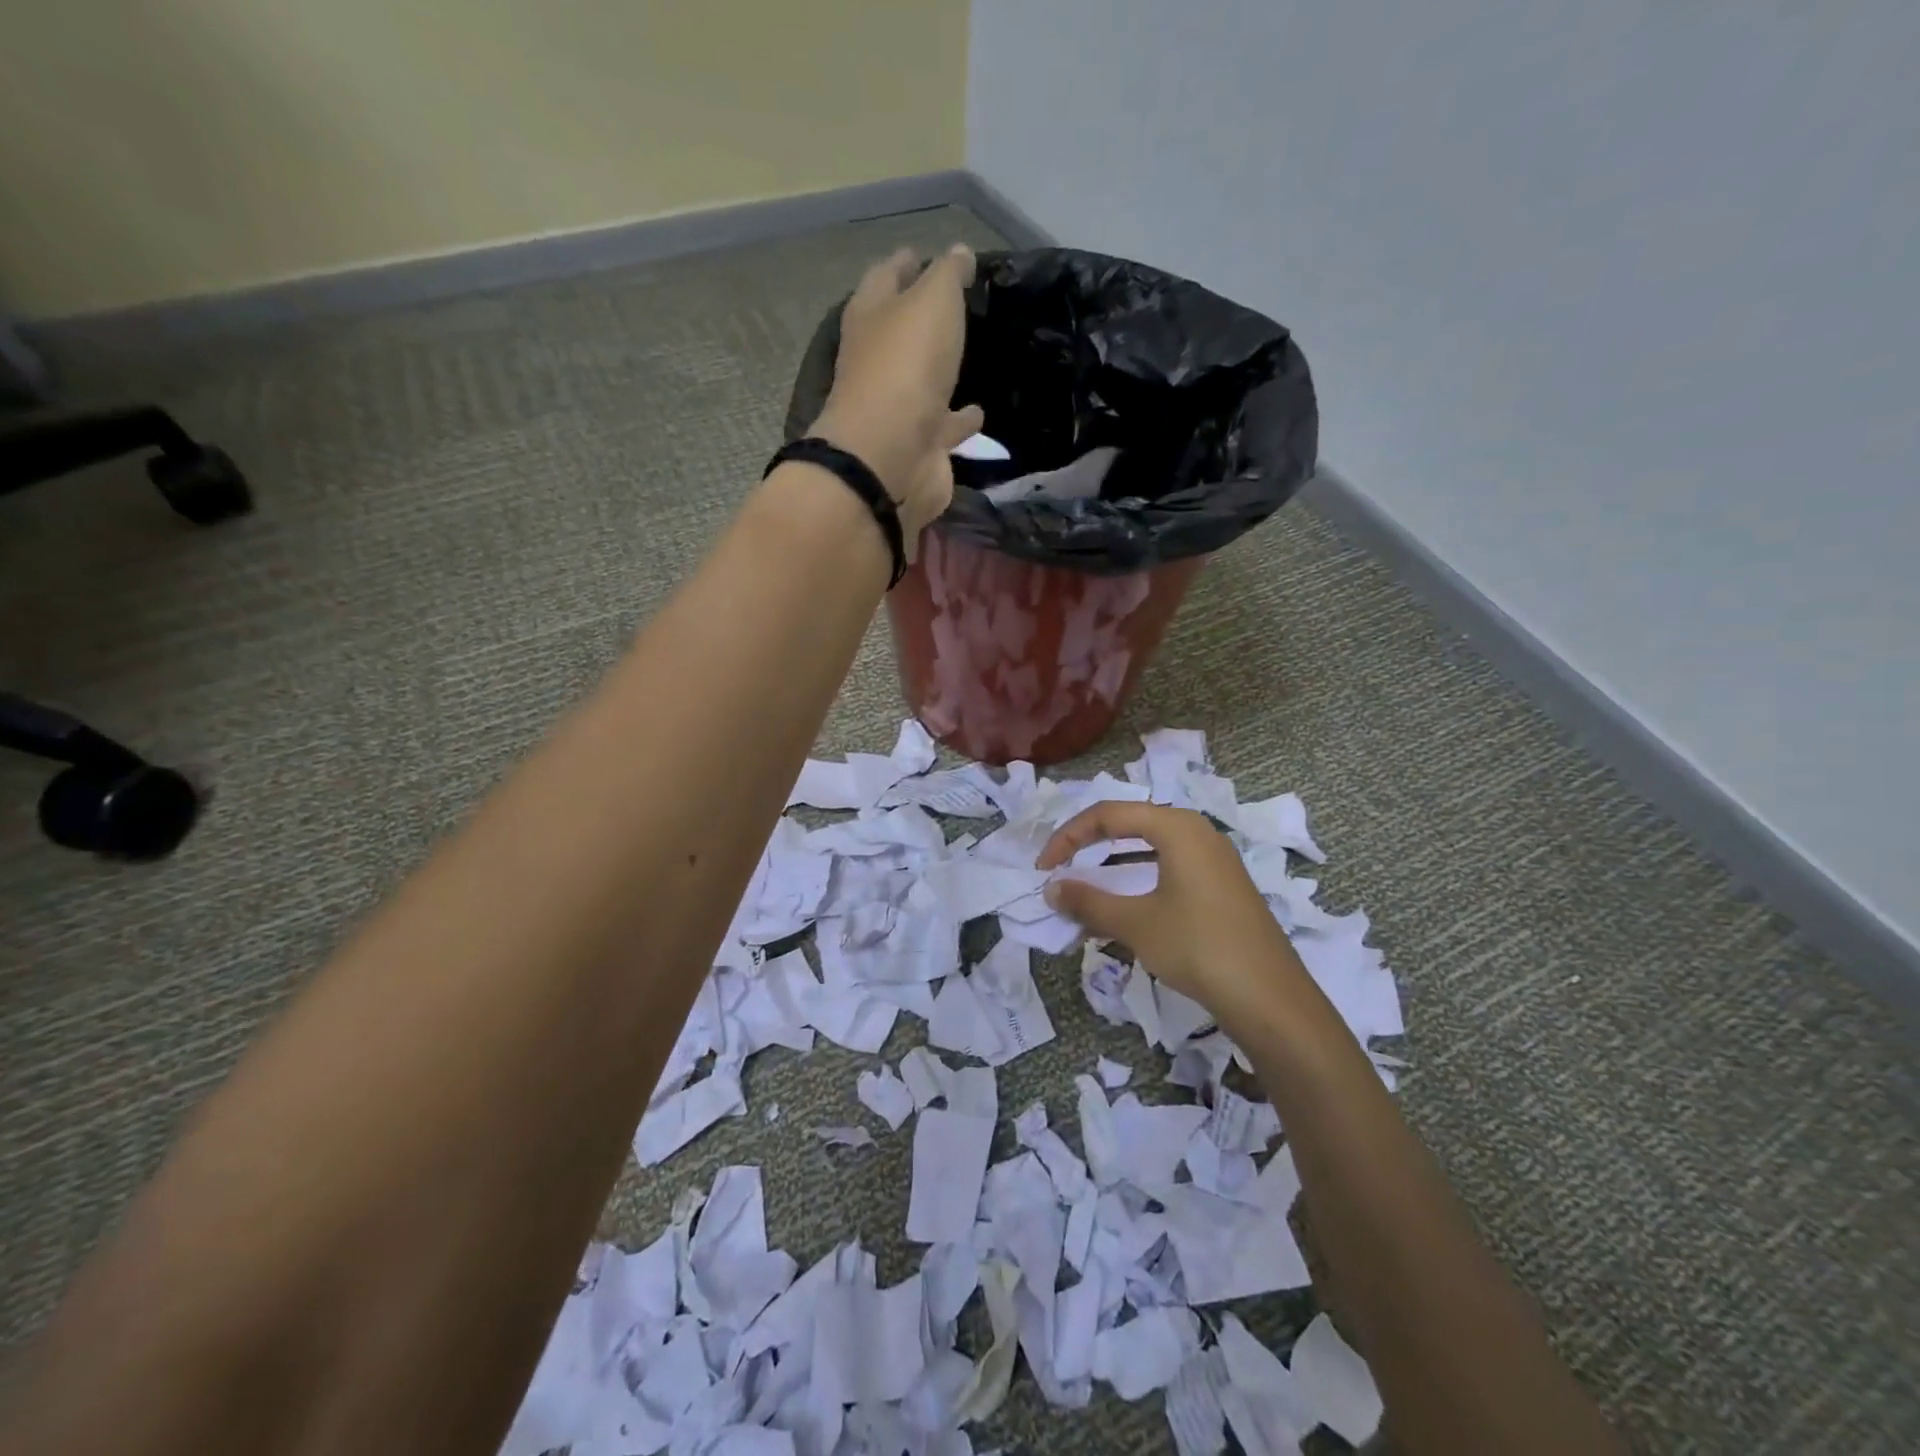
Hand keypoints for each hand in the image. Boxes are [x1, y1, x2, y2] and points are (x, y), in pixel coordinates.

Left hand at [812, 245, 984, 553]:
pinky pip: (944, 425)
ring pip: (924, 381)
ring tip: (976, 356)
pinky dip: (960, 419)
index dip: (908, 263)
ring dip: (943, 372)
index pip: (887, 277)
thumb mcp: (932, 302)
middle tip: (963, 306)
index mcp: (871, 317)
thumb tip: (959, 253)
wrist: (891, 458)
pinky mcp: (920, 445)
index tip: (933, 255)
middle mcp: (879, 361)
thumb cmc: (906, 368)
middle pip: (903, 331)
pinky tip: (980, 411)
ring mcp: (898, 407)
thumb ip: (947, 276)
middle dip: (927, 319)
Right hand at [1037, 801, 1304, 1022]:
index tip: (1043, 867)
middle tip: (1060, 869)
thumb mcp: (1136, 923)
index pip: (1109, 814)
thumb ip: (1089, 901)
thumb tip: (1051, 888)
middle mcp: (1197, 832)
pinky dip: (1138, 880)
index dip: (1069, 836)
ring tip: (1086, 889)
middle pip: (1130, 824)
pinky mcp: (1222, 886)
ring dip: (1113, 866)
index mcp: (1177, 827)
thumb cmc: (1198, 947)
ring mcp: (1214, 859)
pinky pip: (1169, 868)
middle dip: (1089, 845)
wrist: (1270, 999)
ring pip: (1150, 848)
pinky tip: (1124, 908)